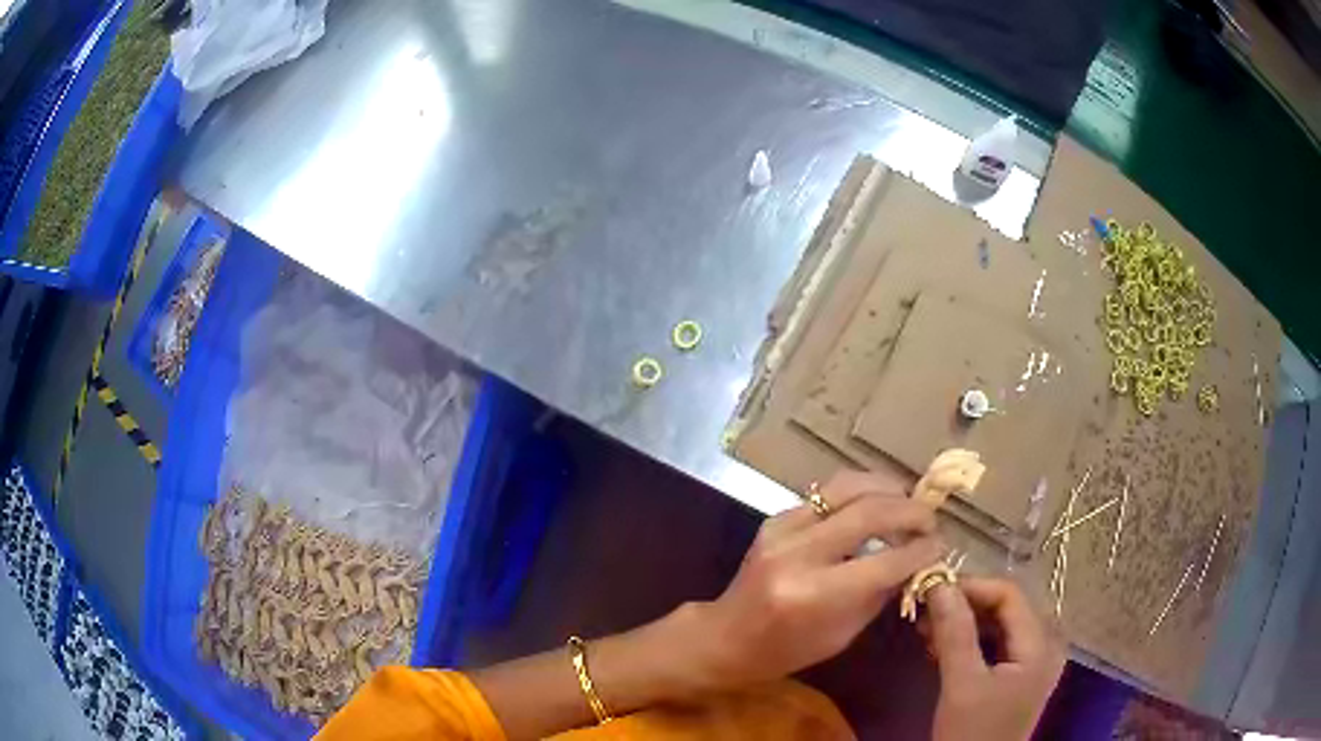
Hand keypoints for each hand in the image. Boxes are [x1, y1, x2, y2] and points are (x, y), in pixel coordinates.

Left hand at [687, 471, 945, 688]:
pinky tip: (874, 505)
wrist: (725, 637)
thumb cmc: (786, 651)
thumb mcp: (843, 633)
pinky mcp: (774, 518)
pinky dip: (858, 494)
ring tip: (908, 501)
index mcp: (815, 596)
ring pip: (846, 487)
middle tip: (931, 520)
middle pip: (870, 512)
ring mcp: (781, 530)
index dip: (921, 550)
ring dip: (886, 488)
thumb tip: (918, 560)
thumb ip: (881, 593)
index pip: (885, 561)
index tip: (941, 546)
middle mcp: (798, 555)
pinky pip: (825, 493)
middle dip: (910, 511)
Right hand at [924, 577, 1064, 740]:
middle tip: (925, 610)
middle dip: (965, 606)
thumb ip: (955, 633)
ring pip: (999, 626)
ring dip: (964, 623)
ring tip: (927, 628)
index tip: (933, 590)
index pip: (1010, 595)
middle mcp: (1044, 645)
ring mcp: (1032, 662)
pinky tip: (940, 647)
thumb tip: (940, 584)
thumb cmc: (972, 734)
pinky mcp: (1018, 677)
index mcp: (1040, 644)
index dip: (972, 587)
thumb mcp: (961, 684)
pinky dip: (969, 642)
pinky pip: (996, 645)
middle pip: (1006, 608)